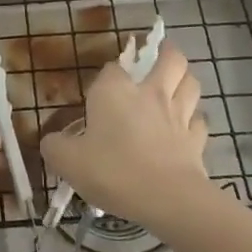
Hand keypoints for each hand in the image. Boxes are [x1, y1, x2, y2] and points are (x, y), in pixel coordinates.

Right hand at [40, 42, 219, 234]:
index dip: (107, 76)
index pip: (112, 68)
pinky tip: (188, 126)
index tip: (100, 91)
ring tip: (178, 82)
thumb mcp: (68, 162)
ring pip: (191, 83)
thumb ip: (55, 147)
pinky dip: (194, 119)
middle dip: (167, 53)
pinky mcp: (197, 140)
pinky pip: (199, 121)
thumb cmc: (112, 171)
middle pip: (170, 60)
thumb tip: (51, 141)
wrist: (166, 198)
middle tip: (161, 56)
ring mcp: (178, 115)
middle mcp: (150, 93)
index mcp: (115, 91)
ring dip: (185, 79)